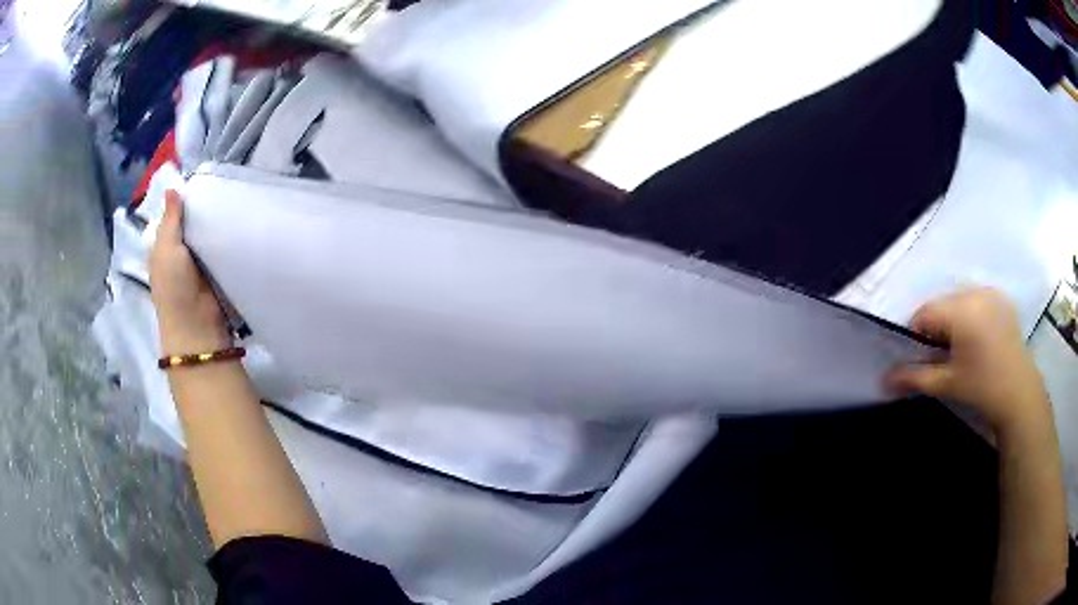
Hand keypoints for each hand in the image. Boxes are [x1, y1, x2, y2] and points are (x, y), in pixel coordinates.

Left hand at [150, 190, 231, 354]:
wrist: (197, 325)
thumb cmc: (174, 287)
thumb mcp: (166, 248)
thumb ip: (170, 219)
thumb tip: (172, 187)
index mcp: (162, 247)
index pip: (170, 217)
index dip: (179, 200)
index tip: (197, 180)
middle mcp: (179, 252)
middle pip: (189, 223)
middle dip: (200, 208)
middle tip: (218, 183)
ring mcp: (198, 262)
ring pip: (206, 233)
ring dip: (215, 221)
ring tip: (230, 196)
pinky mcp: (216, 270)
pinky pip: (220, 247)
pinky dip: (226, 236)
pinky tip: (236, 220)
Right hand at [886, 288, 1050, 437]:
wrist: (1019, 394)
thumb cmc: (982, 388)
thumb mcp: (946, 384)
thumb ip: (915, 377)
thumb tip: (884, 381)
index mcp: (960, 310)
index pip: (924, 312)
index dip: (915, 335)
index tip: (919, 358)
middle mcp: (974, 293)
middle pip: (942, 304)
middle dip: (935, 328)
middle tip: (940, 357)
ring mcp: (990, 293)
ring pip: (959, 301)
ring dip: (952, 321)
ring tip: (959, 350)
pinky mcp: (1002, 300)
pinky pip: (976, 300)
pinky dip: (970, 315)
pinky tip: (977, 340)